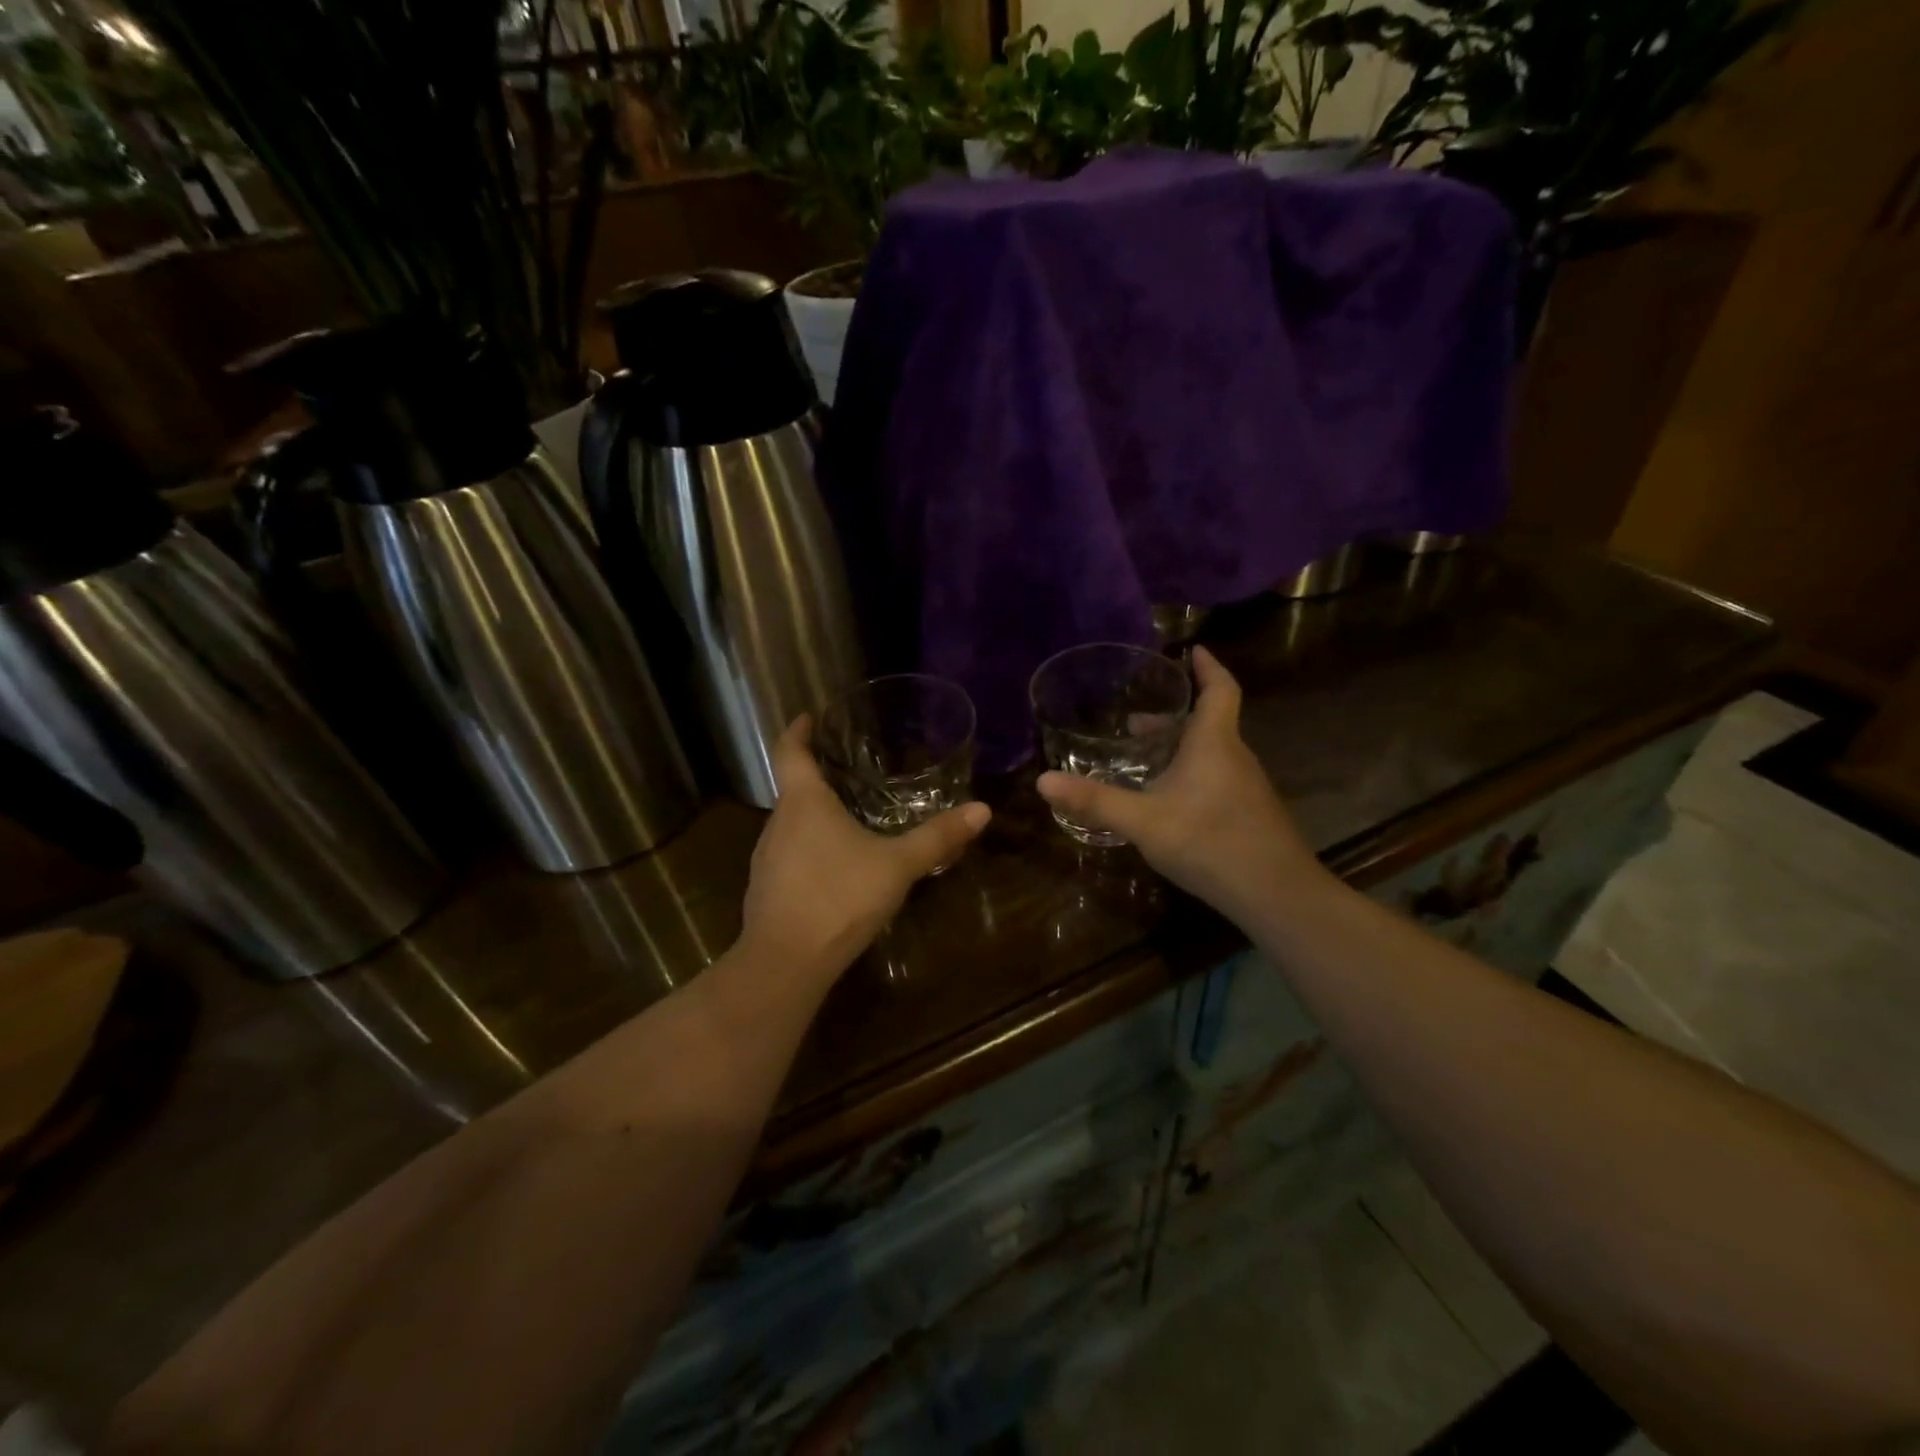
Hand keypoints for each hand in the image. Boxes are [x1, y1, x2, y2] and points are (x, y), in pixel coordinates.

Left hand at [740, 716, 990, 983]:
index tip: (808, 716)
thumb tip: (982, 809)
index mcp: (803, 803)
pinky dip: (809, 848)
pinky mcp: (765, 890)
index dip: (796, 730)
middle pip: (792, 788)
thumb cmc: (839, 897)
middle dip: (816, 776)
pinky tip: (834, 867)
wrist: (785, 963)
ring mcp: (766, 858)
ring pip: (791, 824)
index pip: (789, 751)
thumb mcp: (897, 865)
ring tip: (846, 815)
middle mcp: (777, 823)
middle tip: (847, 769)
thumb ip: (937, 837)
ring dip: (813, 815)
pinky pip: (789, 855)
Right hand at [1036, 648, 1328, 925]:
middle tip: (1135, 718)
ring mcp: (1246, 788)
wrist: (1276, 894)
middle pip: (1209, 722)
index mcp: (1214, 743)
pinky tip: (1167, 801)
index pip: (1219, 689)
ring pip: (1212, 753)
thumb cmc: (1210, 842)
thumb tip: (1042, 781)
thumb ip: (1095, 801)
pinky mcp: (1248, 814)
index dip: (1208, 667)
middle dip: (1174, 715)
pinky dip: (1190, 773)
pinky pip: (1216, 777)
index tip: (1193, 649)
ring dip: (1180, 746)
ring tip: (1144, 757)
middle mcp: (1234, 757)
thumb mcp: (1143, 821)